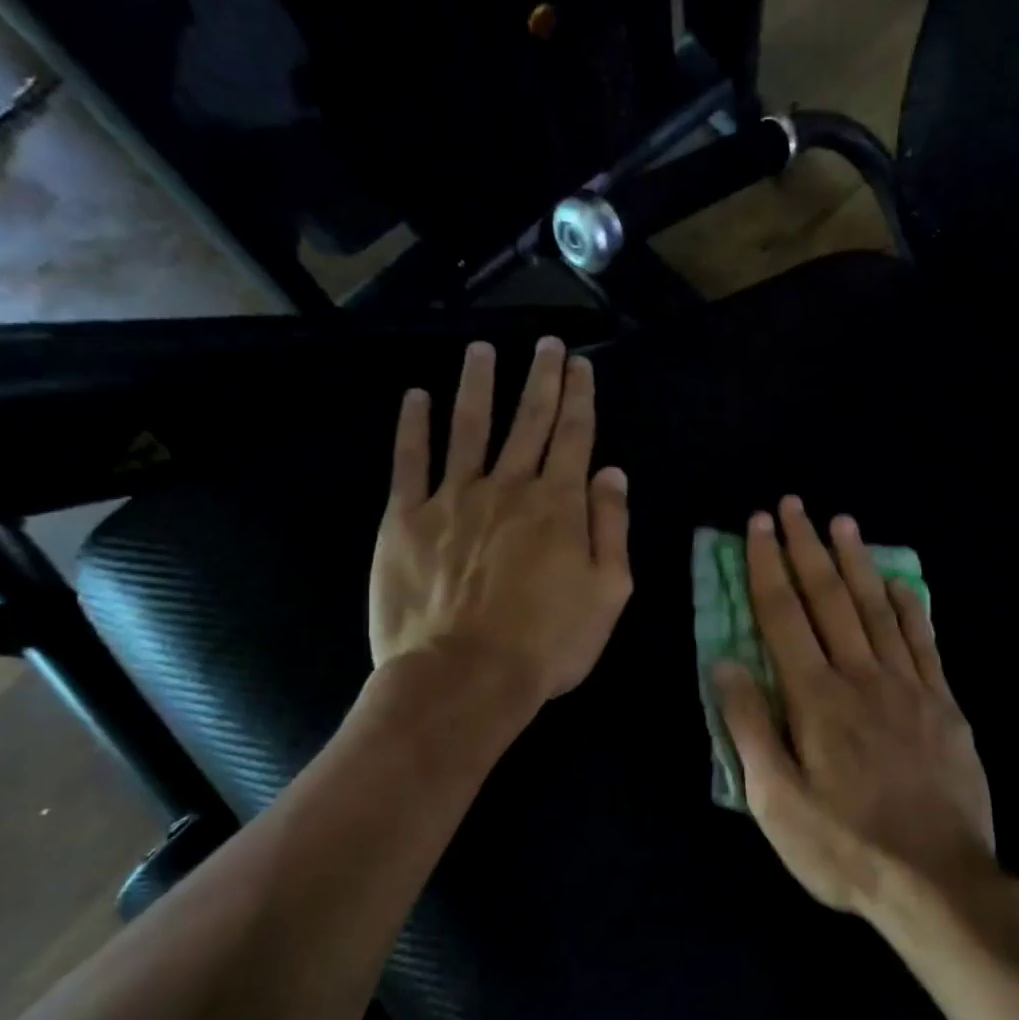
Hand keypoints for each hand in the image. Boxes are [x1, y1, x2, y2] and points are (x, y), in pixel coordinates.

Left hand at [369, 337, 631, 704]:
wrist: (466, 676)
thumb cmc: (549, 643)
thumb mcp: (608, 592)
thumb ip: (611, 527)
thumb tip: (612, 473)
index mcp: (559, 505)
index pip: (573, 436)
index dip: (579, 396)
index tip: (580, 364)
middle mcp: (508, 487)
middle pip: (527, 421)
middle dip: (540, 378)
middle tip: (546, 343)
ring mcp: (454, 498)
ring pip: (469, 427)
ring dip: (478, 385)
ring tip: (482, 350)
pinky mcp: (406, 518)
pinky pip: (410, 461)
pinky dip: (414, 426)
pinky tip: (417, 397)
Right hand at [714, 496, 995, 915]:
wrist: (936, 881)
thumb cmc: (844, 846)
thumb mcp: (775, 801)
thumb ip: (749, 726)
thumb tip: (726, 662)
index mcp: (815, 698)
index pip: (784, 616)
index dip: (767, 567)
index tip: (758, 527)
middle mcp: (861, 677)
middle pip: (829, 599)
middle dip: (806, 548)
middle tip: (793, 505)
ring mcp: (909, 687)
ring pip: (877, 608)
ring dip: (856, 562)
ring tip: (842, 522)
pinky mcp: (944, 704)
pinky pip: (925, 642)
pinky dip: (910, 606)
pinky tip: (901, 581)